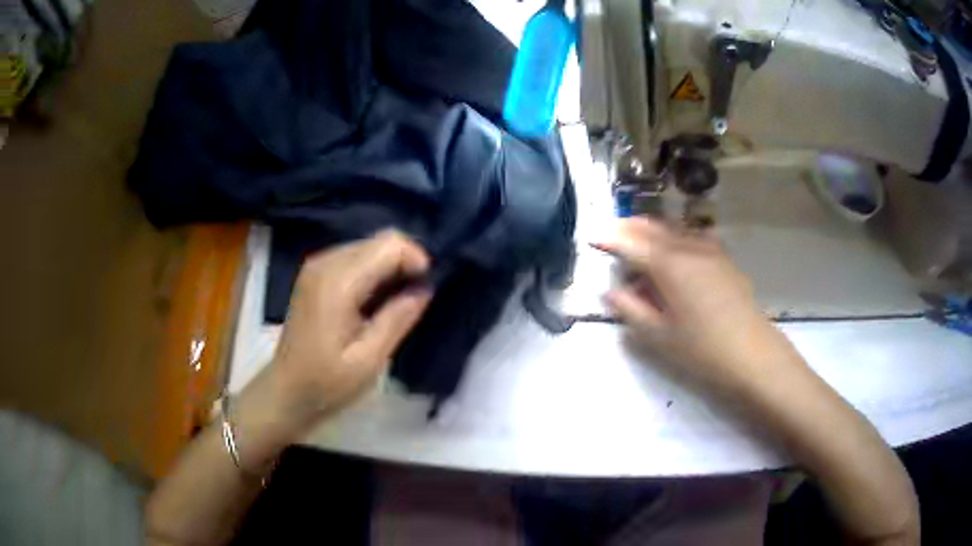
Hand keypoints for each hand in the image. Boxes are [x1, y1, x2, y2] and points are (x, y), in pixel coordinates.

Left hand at [267, 230, 431, 430]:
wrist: (286, 391)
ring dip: (390, 266)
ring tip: (398, 301)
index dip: (416, 260)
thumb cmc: (326, 383)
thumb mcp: (369, 359)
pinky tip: (376, 301)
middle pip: (379, 239)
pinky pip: (355, 257)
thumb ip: (398, 318)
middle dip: (405, 262)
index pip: (389, 244)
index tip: (426, 289)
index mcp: (338, 283)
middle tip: (415, 298)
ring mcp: (317, 266)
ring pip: (369, 245)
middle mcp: (326, 263)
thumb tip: (425, 287)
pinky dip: (374, 271)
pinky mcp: (315, 274)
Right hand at [596, 218, 799, 392]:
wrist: (753, 355)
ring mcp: (709, 250)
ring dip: (651, 229)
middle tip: (610, 233)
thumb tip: (611, 291)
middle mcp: (687, 247)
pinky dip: (674, 236)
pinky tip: (673, 248)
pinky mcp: (723, 258)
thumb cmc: (702, 349)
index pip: (630, 242)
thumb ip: (630, 309)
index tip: (592, 238)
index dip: (609, 239)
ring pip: (673, 228)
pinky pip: (692, 236)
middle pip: (652, 227)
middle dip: (628, 227)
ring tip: (637, 238)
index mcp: (668, 264)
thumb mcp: (658, 335)